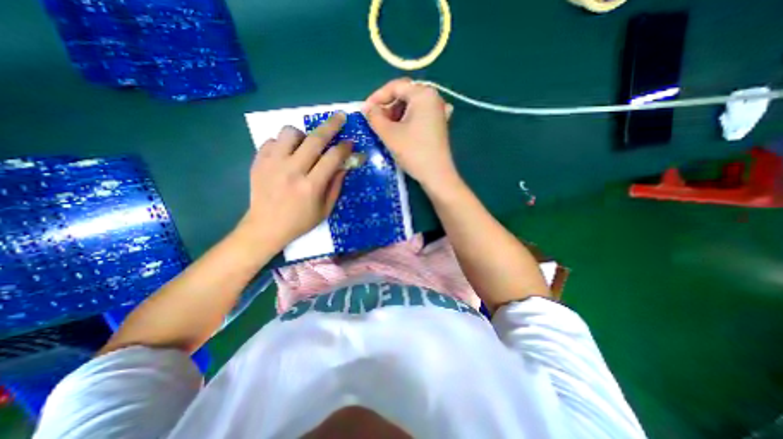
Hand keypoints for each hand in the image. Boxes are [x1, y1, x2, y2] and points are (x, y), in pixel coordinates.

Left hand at [238, 113, 349, 249]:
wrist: (265, 227)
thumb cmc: (300, 221)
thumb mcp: (325, 209)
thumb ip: (336, 185)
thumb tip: (344, 165)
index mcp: (311, 186)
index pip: (332, 158)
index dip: (344, 147)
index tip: (350, 142)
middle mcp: (292, 171)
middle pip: (314, 139)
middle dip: (331, 125)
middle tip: (340, 117)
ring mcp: (273, 164)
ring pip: (290, 132)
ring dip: (304, 135)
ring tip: (306, 145)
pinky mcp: (258, 161)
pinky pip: (273, 140)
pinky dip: (284, 143)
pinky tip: (288, 154)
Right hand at [365, 77, 459, 193]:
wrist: (436, 175)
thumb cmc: (413, 152)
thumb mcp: (389, 134)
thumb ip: (374, 117)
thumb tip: (366, 108)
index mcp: (423, 94)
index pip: (395, 87)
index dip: (377, 97)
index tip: (365, 110)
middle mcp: (433, 98)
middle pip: (404, 95)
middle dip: (387, 107)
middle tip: (376, 121)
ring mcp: (438, 112)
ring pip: (411, 106)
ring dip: (396, 115)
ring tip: (387, 129)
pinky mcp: (438, 125)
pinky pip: (419, 116)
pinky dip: (407, 120)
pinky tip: (402, 130)